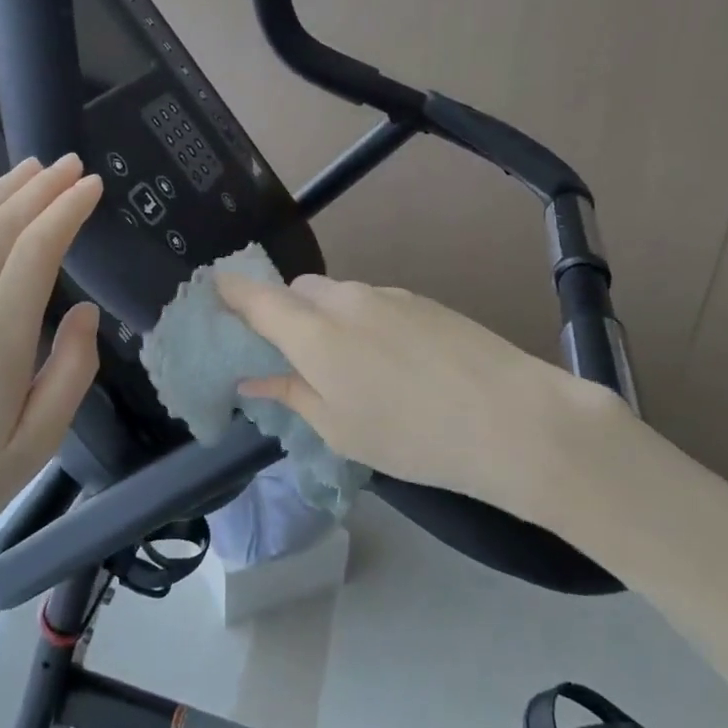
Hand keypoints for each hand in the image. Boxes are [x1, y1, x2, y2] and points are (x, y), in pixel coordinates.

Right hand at [215, 273, 627, 517]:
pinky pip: (372, 302)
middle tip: (292, 358)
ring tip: (348, 369)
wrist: (513, 419)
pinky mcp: (422, 300)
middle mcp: (344, 300)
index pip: (256, 297)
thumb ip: (291, 393)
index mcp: (314, 332)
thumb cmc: (411, 436)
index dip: (230, 293)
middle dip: (283, 313)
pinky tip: (390, 363)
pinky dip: (361, 322)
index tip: (215, 297)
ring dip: (325, 319)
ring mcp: (387, 295)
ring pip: (336, 296)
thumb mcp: (339, 428)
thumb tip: (252, 377)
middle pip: (297, 292)